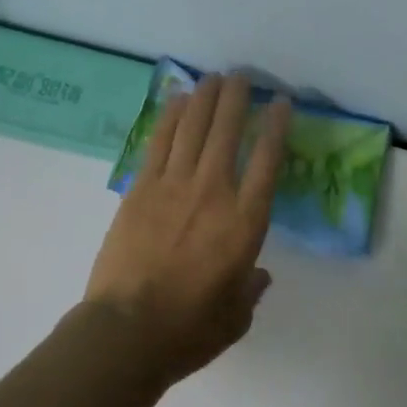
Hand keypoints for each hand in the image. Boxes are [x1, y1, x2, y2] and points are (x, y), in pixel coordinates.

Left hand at [84, 73, 290, 386]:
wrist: (126, 330)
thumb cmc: (188, 329)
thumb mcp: (235, 317)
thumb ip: (251, 289)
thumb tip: (260, 274)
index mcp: (244, 223)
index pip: (267, 162)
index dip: (275, 126)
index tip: (280, 102)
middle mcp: (213, 192)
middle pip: (227, 132)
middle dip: (236, 98)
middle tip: (241, 76)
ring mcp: (173, 185)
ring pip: (193, 128)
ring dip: (205, 98)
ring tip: (213, 77)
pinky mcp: (141, 187)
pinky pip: (160, 141)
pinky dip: (171, 116)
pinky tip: (178, 99)